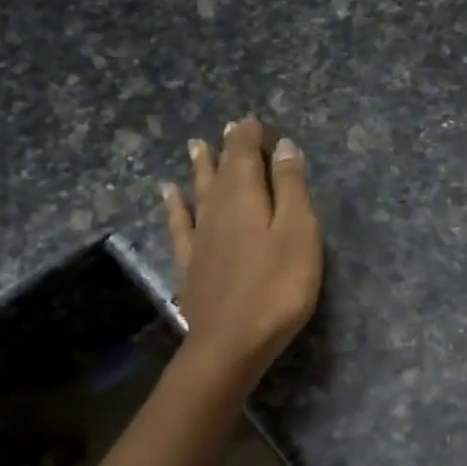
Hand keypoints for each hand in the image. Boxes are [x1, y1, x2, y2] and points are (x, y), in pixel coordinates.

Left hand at [161, 117, 322, 384]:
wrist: (231, 342)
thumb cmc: (277, 287)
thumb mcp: (298, 232)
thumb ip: (290, 188)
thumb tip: (283, 146)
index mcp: (245, 196)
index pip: (244, 153)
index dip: (249, 135)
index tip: (256, 122)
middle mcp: (216, 208)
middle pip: (220, 170)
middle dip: (228, 148)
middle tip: (230, 129)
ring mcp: (199, 236)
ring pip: (198, 191)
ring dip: (199, 167)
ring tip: (196, 146)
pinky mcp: (189, 263)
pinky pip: (178, 224)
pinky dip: (174, 205)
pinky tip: (168, 193)